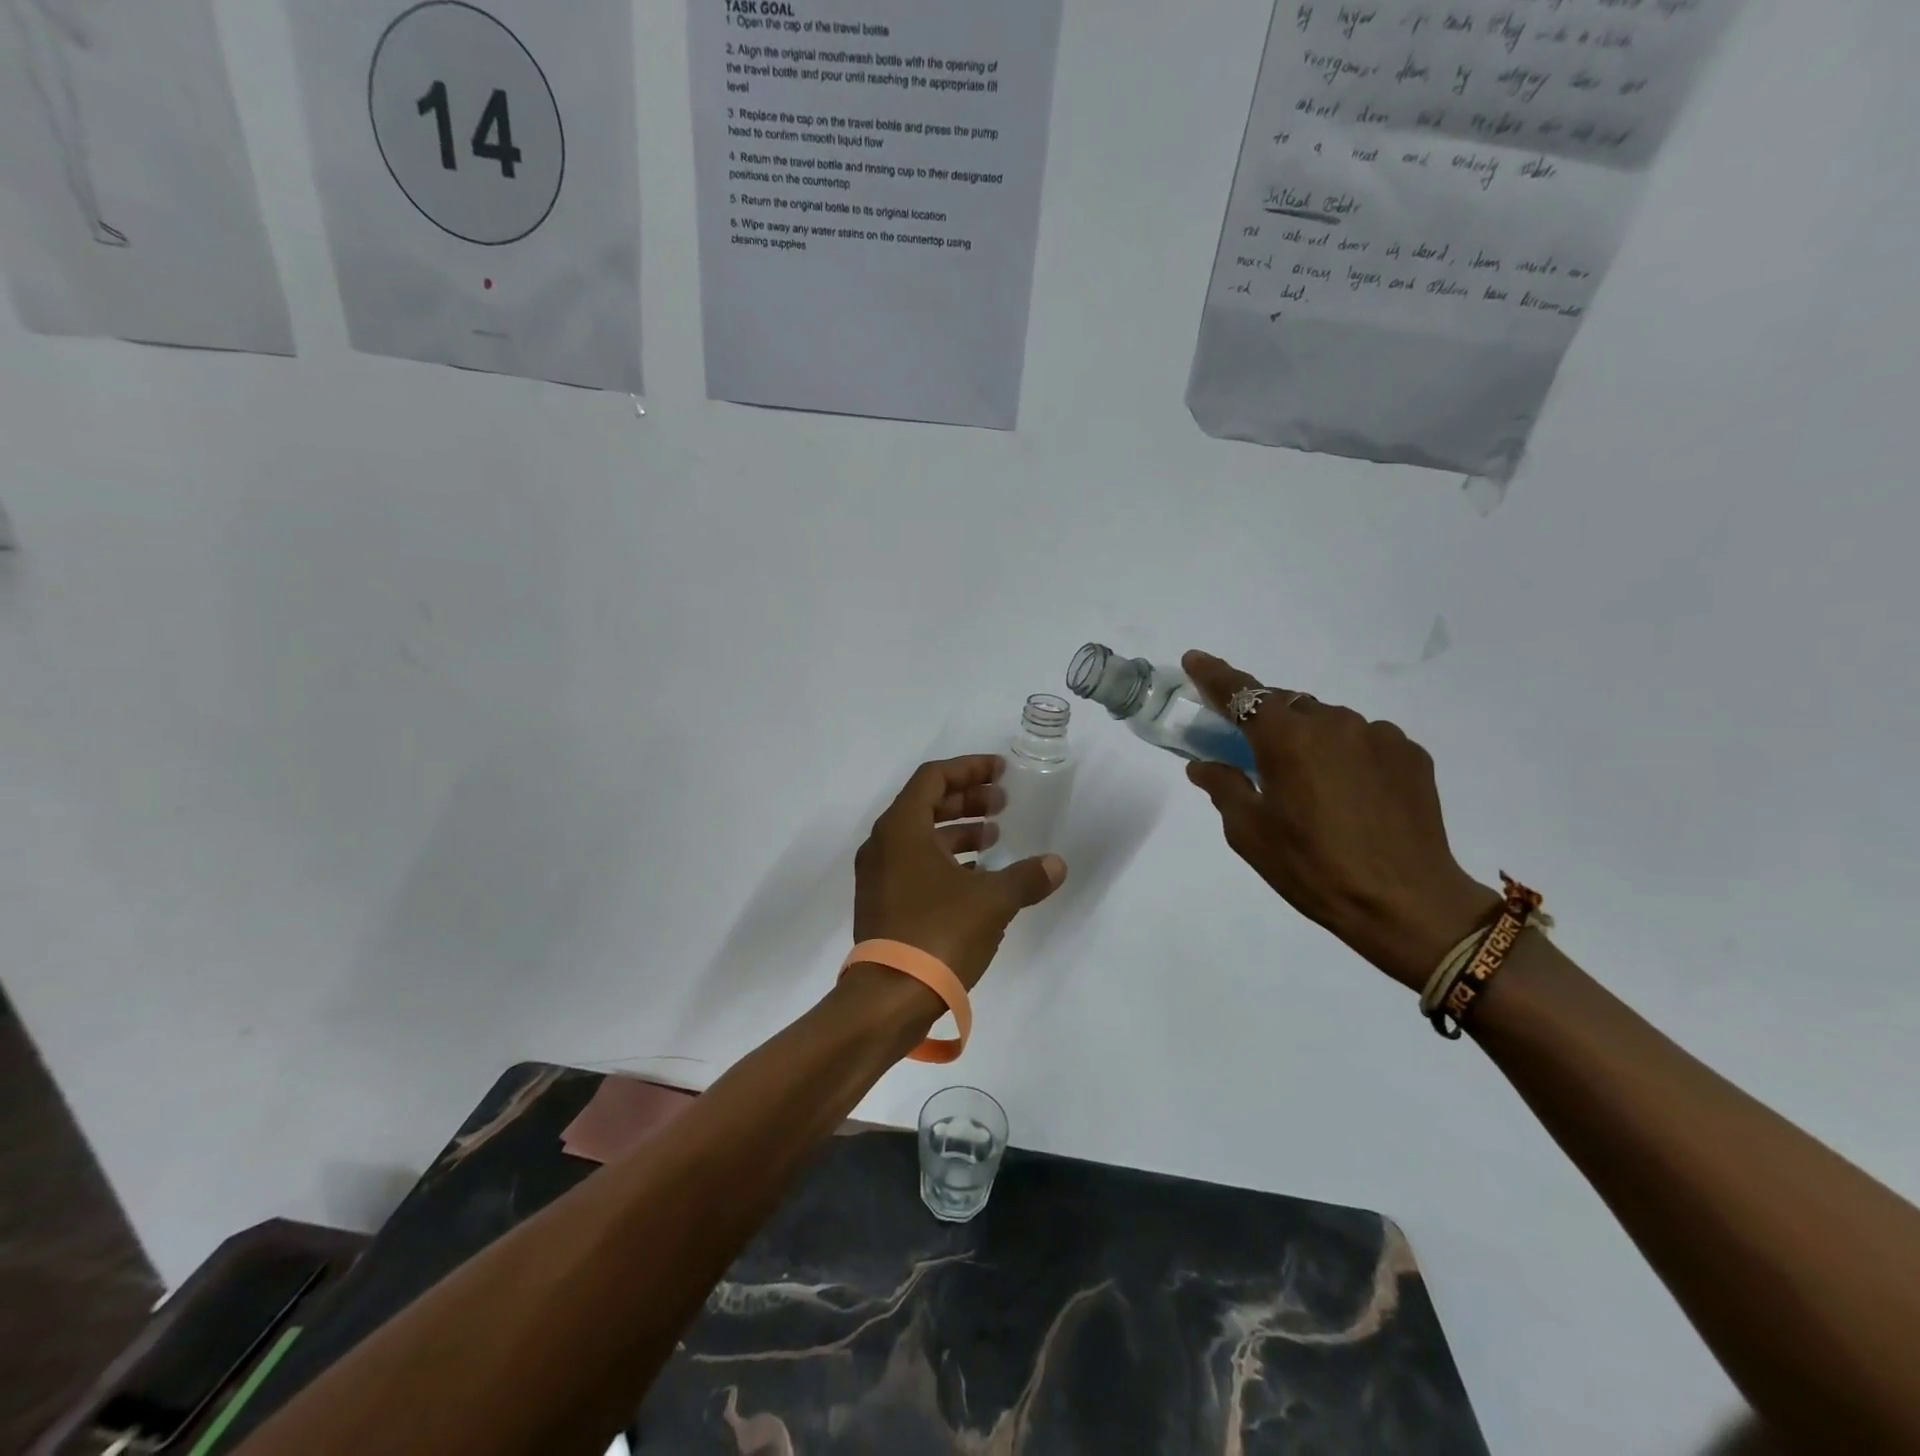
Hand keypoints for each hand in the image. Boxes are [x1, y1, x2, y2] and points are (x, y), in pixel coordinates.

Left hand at [853, 755, 1066, 990]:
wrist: (888, 998)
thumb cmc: (938, 933)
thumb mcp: (992, 902)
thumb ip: (1026, 878)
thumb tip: (1056, 865)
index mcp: (902, 828)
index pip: (934, 777)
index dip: (969, 768)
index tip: (1001, 772)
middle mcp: (883, 843)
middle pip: (926, 804)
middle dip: (967, 800)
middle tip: (1003, 803)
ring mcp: (878, 875)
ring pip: (920, 836)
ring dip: (958, 831)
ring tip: (995, 838)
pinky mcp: (881, 902)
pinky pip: (915, 864)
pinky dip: (945, 860)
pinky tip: (977, 876)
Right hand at [1182, 651, 1499, 991]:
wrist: (1406, 903)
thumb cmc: (1313, 868)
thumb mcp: (1250, 833)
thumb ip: (1224, 788)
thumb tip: (1204, 765)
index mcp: (1288, 739)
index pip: (1242, 693)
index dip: (1214, 675)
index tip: (1195, 659)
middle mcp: (1334, 723)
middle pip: (1287, 705)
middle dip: (1266, 720)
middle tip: (1256, 753)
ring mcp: (1378, 735)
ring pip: (1329, 722)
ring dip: (1310, 739)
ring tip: (1312, 786)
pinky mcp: (1411, 754)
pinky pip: (1365, 741)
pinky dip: (1347, 755)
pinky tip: (1351, 794)